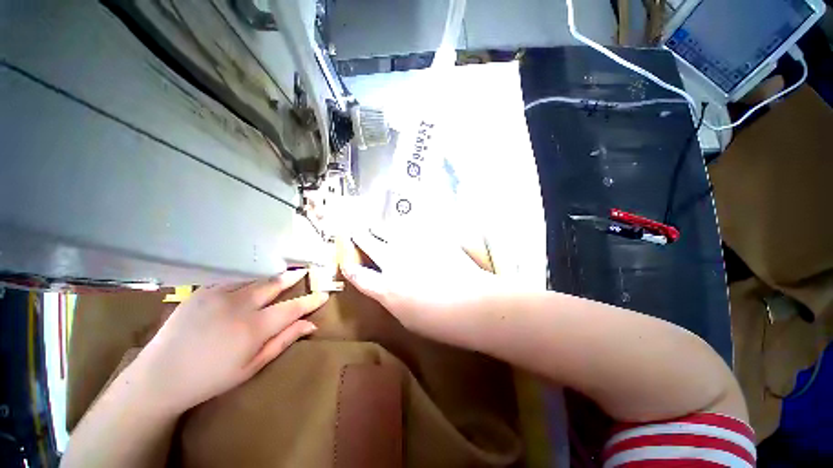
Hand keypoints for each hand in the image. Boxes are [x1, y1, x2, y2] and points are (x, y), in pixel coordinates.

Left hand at [134, 270, 327, 414]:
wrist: (161, 375)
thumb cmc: (211, 378)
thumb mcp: (252, 366)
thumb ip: (283, 341)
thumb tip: (310, 325)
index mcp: (254, 328)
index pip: (293, 307)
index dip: (311, 300)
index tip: (323, 294)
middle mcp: (240, 305)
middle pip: (275, 284)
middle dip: (293, 277)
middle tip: (305, 272)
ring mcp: (219, 294)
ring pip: (256, 278)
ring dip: (272, 276)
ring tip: (283, 272)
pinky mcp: (203, 290)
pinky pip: (233, 279)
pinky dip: (248, 278)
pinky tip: (252, 280)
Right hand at [341, 229, 509, 346]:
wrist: (472, 304)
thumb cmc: (440, 322)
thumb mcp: (407, 318)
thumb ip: (393, 298)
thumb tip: (389, 287)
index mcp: (386, 288)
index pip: (359, 275)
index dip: (350, 267)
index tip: (346, 261)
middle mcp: (394, 262)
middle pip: (370, 243)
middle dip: (359, 235)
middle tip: (355, 228)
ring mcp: (413, 247)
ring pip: (390, 230)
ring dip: (381, 228)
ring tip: (376, 224)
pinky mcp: (431, 238)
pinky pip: (414, 228)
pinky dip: (407, 228)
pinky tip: (407, 226)